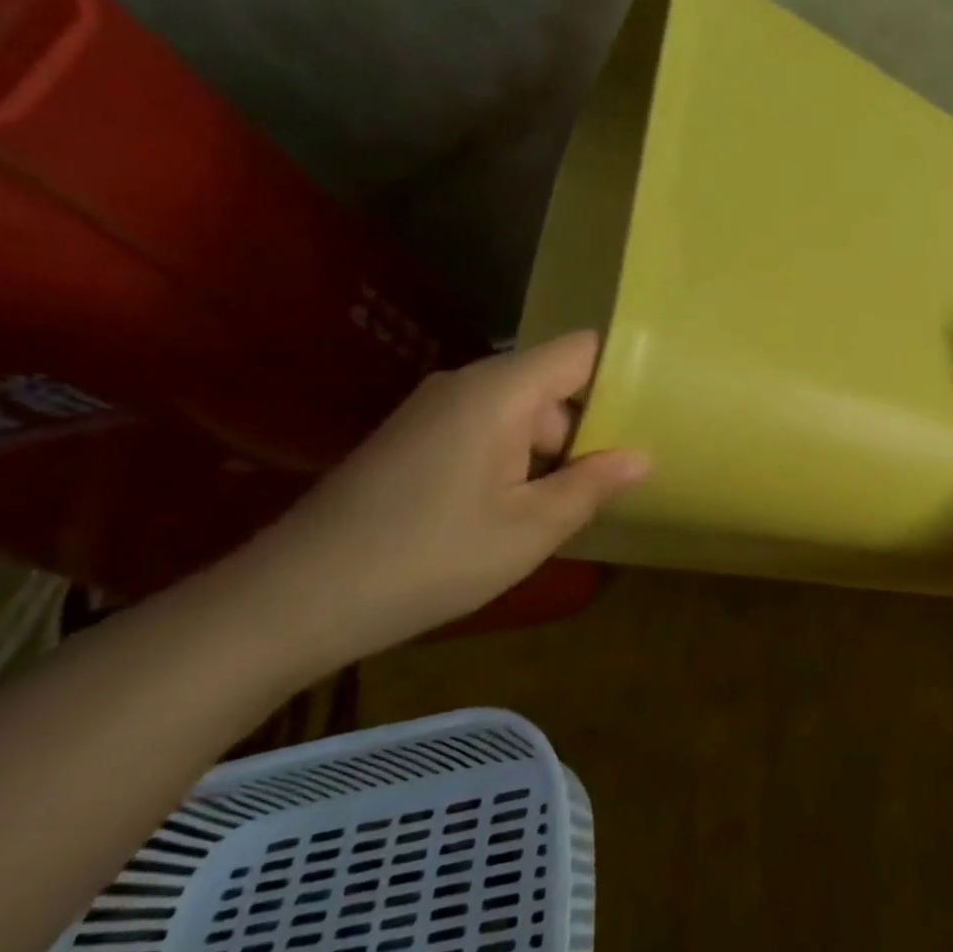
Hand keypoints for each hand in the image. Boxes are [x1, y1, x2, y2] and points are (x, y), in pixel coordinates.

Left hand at [241, 331, 647, 663]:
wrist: (294, 599)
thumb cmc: (430, 557)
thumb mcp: (530, 529)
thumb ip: (593, 485)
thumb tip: (642, 456)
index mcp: (499, 391)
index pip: (580, 351)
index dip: (622, 372)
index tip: (658, 410)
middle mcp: (466, 386)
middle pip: (553, 386)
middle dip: (589, 429)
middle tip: (621, 480)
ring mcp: (435, 413)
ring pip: (521, 414)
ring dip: (552, 453)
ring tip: (577, 505)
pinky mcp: (415, 441)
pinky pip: (487, 433)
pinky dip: (516, 463)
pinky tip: (521, 512)